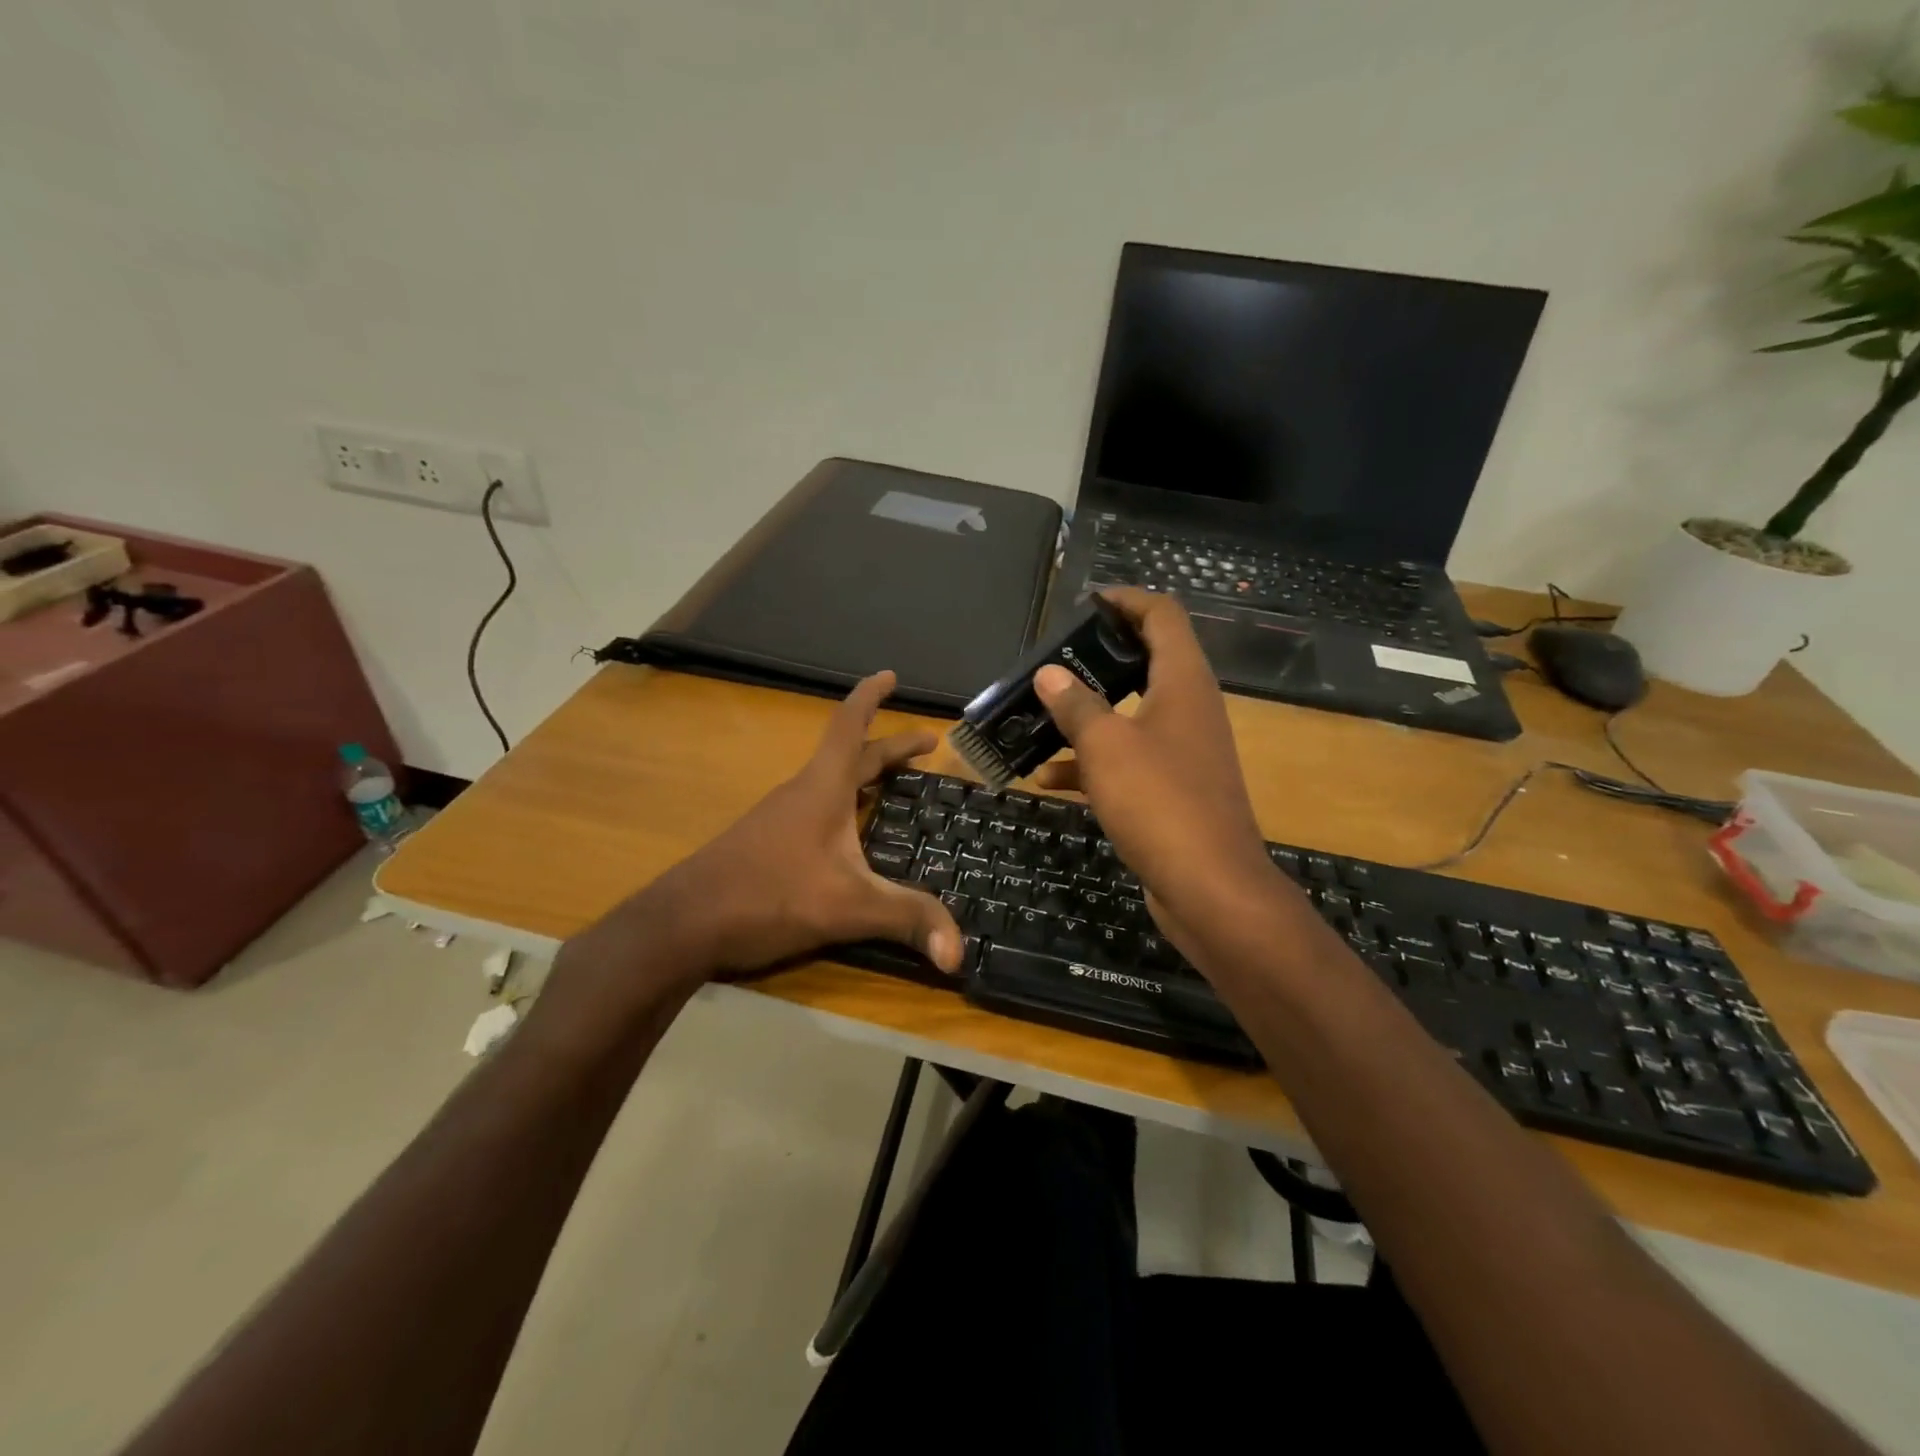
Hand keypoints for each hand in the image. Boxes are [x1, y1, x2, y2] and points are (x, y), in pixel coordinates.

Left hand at [546, 672, 961, 1030]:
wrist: (682, 924)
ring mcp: (781, 818)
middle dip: (891, 748)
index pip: (850, 726)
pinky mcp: (768, 843)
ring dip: (865, 776)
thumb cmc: (767, 895)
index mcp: (823, 788)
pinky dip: (845, 806)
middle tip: (927, 745)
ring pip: (832, 783)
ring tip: (895, 786)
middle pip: (851, 756)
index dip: (871, 697)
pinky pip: (818, 809)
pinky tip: (852, 837)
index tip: (890, 675)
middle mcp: (802, 793)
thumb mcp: (847, 907)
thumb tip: (960, 951)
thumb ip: (906, 920)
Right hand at [1031, 589, 1284, 947]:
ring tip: (1040, 716)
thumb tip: (1050, 673)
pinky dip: (1094, 762)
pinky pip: (1130, 760)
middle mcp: (1190, 709)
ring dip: (1089, 714)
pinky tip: (1049, 779)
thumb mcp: (1107, 747)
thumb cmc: (1160, 802)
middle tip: (1056, 659)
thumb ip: (1076, 705)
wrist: (1211, 889)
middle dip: (1099, 658)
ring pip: (1131, 715)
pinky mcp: (1175, 789)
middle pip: (1146, 662)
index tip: (1086, 602)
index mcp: (1183, 683)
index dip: (1126, 600)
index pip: (1162, 615)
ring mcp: (1185, 751)